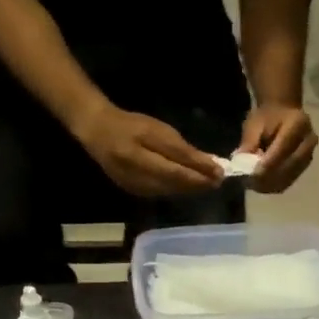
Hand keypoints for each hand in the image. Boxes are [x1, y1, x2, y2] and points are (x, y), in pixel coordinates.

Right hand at [73, 103, 223, 197]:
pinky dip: (176, 190)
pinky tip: (187, 186)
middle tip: (218, 181)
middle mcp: (136, 175)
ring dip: (189, 189)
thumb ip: (181, 149)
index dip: (199, 173)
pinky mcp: (133, 192)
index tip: (220, 173)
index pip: (177, 168)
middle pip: (174, 184)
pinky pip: (161, 193)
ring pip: (169, 191)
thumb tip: (208, 163)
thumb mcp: (157, 130)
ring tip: (207, 184)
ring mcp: (134, 187)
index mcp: (139, 154)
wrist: (98, 132)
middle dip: (198, 184)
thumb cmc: (130, 125)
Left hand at [238, 103, 316, 193]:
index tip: (251, 175)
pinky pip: (289, 181)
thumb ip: (249, 144)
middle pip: (288, 166)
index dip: (266, 165)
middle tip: (249, 183)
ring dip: (270, 184)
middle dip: (267, 178)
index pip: (282, 149)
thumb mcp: (254, 124)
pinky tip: (261, 185)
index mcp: (298, 123)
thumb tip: (242, 166)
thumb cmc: (267, 116)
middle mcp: (308, 141)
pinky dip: (274, 186)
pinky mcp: (305, 166)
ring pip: (289, 177)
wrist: (284, 113)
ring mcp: (309, 155)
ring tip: (253, 184)